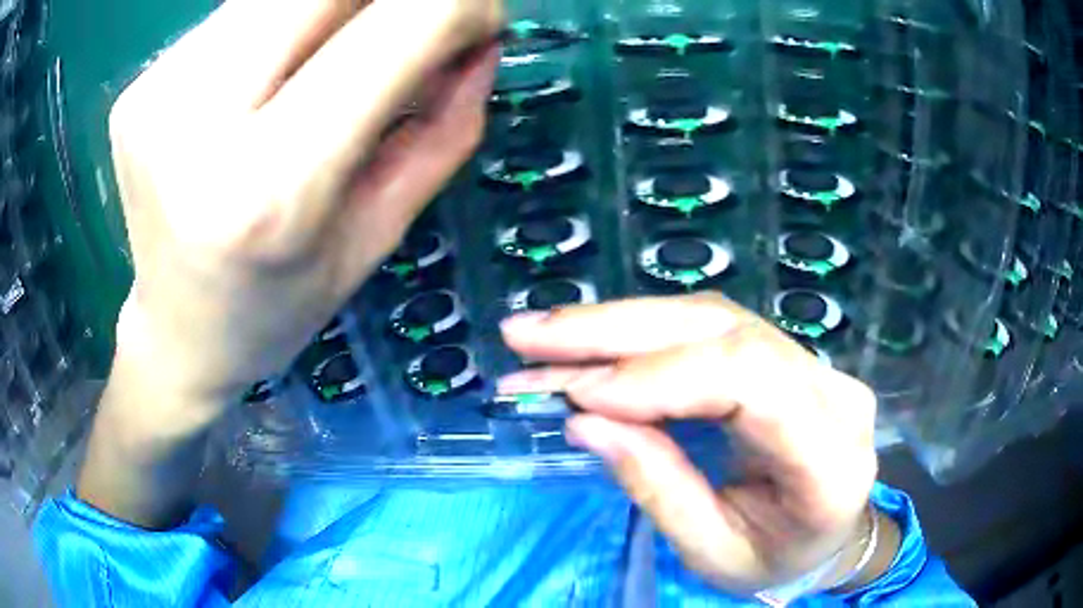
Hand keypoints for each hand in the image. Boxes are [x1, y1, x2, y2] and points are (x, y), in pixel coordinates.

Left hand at [109, 0, 501, 424]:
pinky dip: (283, 22)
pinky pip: (237, 14)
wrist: (176, 332)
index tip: (481, 19)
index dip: (459, 5)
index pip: (394, 30)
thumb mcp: (380, 234)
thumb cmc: (279, 306)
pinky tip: (278, 67)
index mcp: (269, 188)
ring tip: (340, 53)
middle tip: (411, 28)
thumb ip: (445, 126)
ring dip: (335, 6)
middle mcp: (196, 123)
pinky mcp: (140, 83)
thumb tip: (483, 36)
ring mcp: (156, 95)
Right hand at [499, 293, 884, 594]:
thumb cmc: (775, 559)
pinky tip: (589, 341)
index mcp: (829, 457)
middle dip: (615, 330)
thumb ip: (658, 488)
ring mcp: (813, 365)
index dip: (658, 377)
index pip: (750, 381)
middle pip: (724, 330)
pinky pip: (708, 332)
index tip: (576, 394)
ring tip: (542, 333)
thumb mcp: (713, 554)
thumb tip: (587, 422)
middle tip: (528, 334)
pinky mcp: (785, 356)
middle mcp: (831, 391)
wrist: (826, 537)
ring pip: (710, 318)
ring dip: (616, 324)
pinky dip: (639, 335)